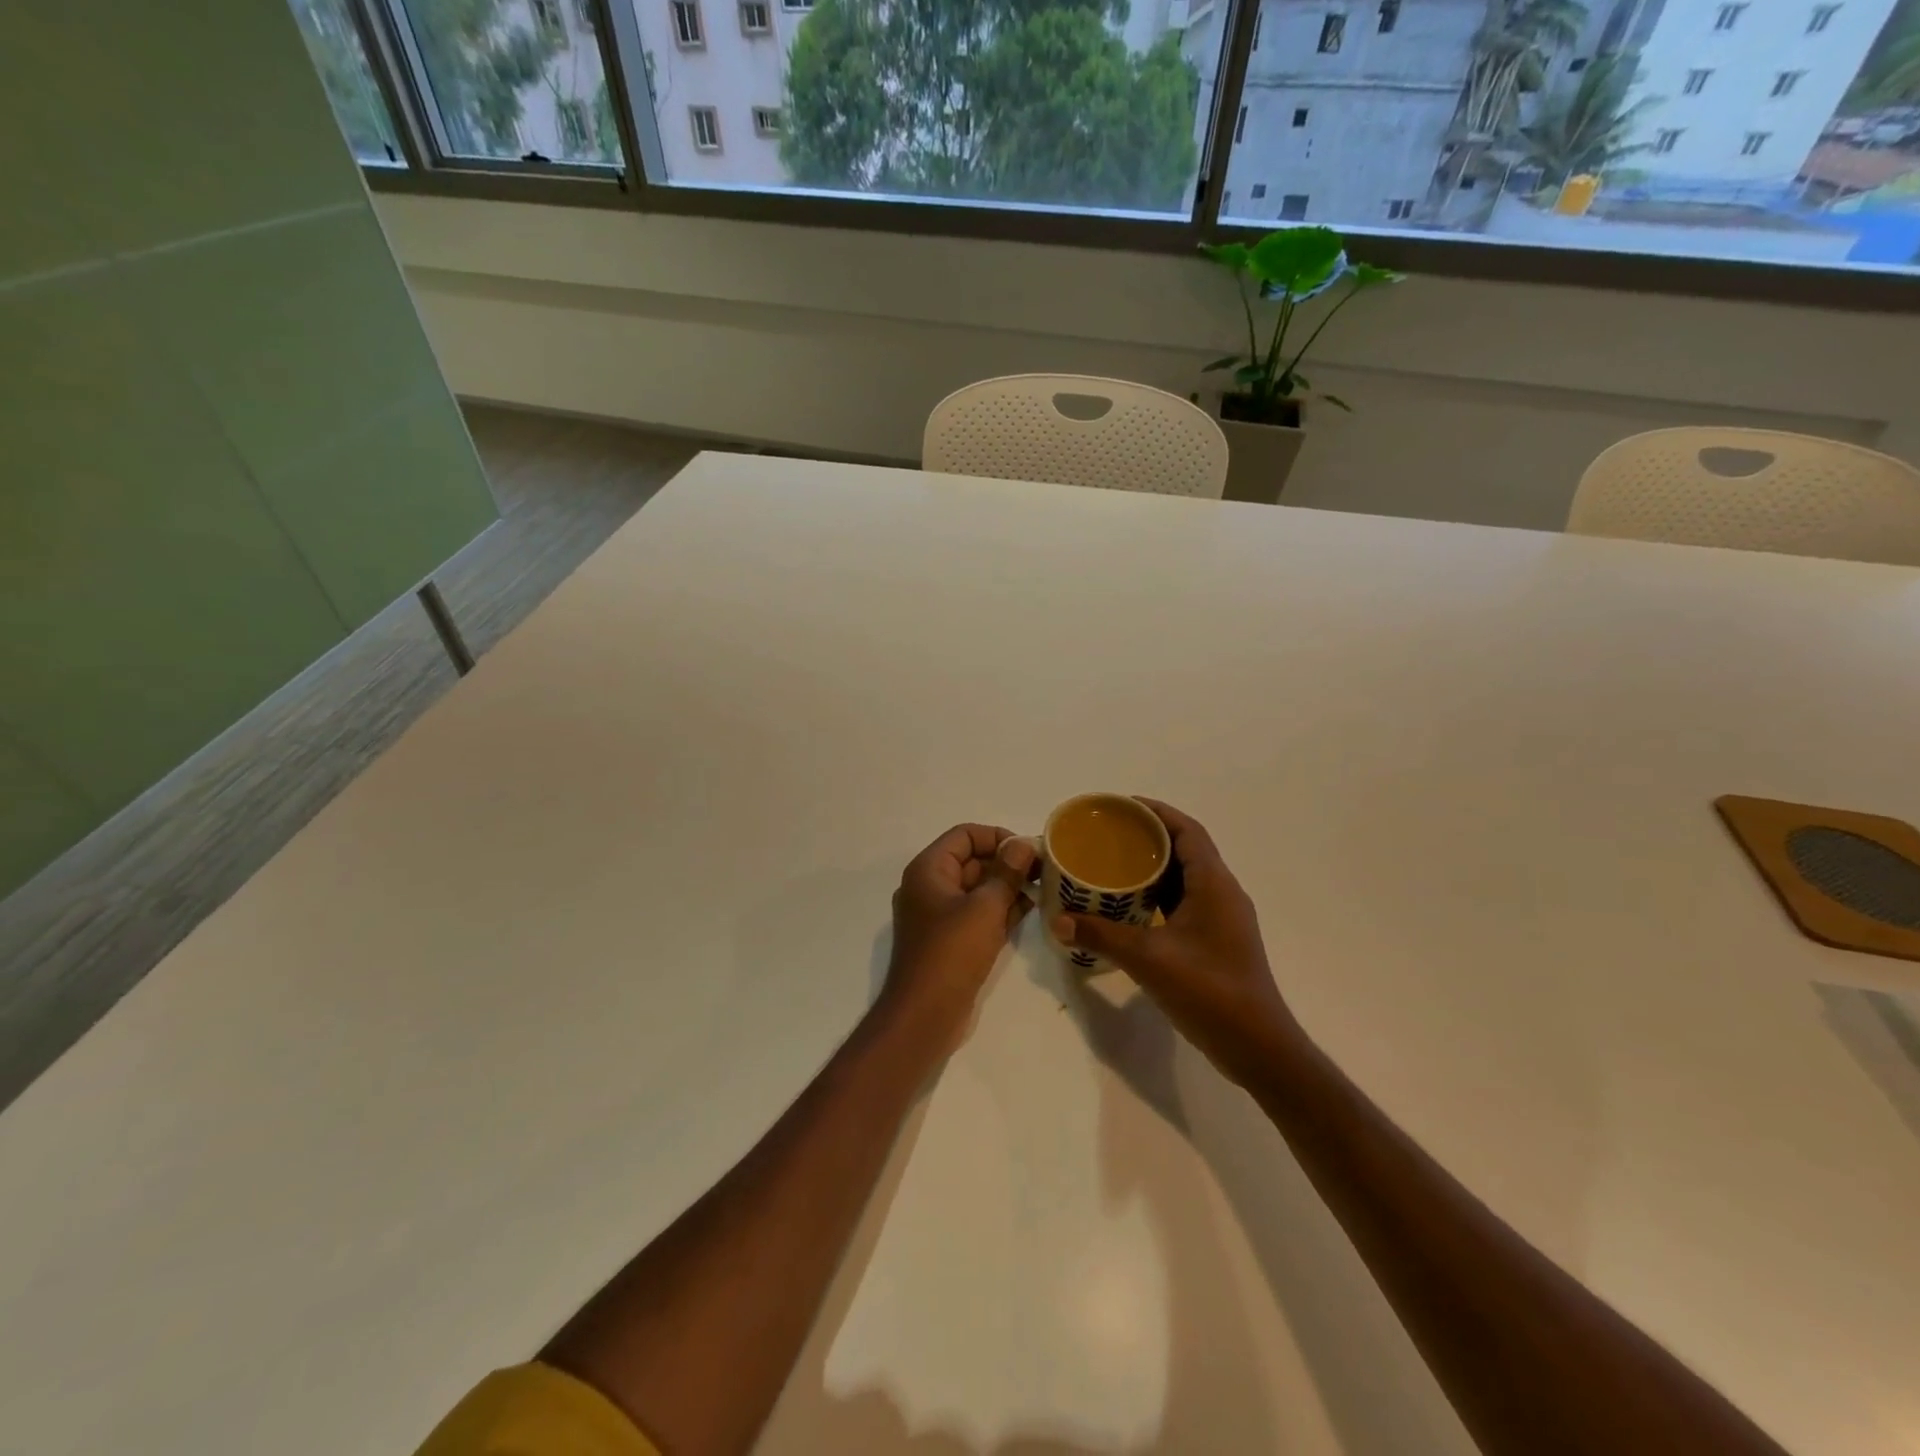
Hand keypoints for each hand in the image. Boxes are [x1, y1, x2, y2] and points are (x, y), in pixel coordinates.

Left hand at [885, 824, 1037, 1043]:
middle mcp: (930, 886)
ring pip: (977, 889)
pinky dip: (1000, 909)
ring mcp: (938, 915)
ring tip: (1043, 891)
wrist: (924, 1014)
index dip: (998, 837)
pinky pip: (977, 913)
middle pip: (972, 860)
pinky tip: (1030, 912)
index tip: (1029, 851)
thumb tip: (1023, 844)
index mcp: (929, 869)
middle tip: (1044, 872)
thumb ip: (1007, 872)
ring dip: (1008, 887)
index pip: (965, 835)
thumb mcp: (985, 908)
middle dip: (1007, 863)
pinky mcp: (950, 940)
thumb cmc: (952, 952)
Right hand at [1056, 800, 1294, 1087]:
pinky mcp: (1216, 940)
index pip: (1187, 830)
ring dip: (1153, 867)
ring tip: (1112, 863)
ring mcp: (1221, 918)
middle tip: (1107, 834)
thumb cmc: (1209, 990)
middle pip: (1185, 849)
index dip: (1156, 812)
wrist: (1256, 1046)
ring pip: (1184, 877)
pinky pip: (1184, 901)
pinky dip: (1158, 894)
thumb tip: (1057, 920)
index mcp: (1214, 884)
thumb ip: (1101, 935)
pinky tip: (1129, 905)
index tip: (1121, 806)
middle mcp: (1222, 893)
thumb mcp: (1148, 958)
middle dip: (1148, 837)